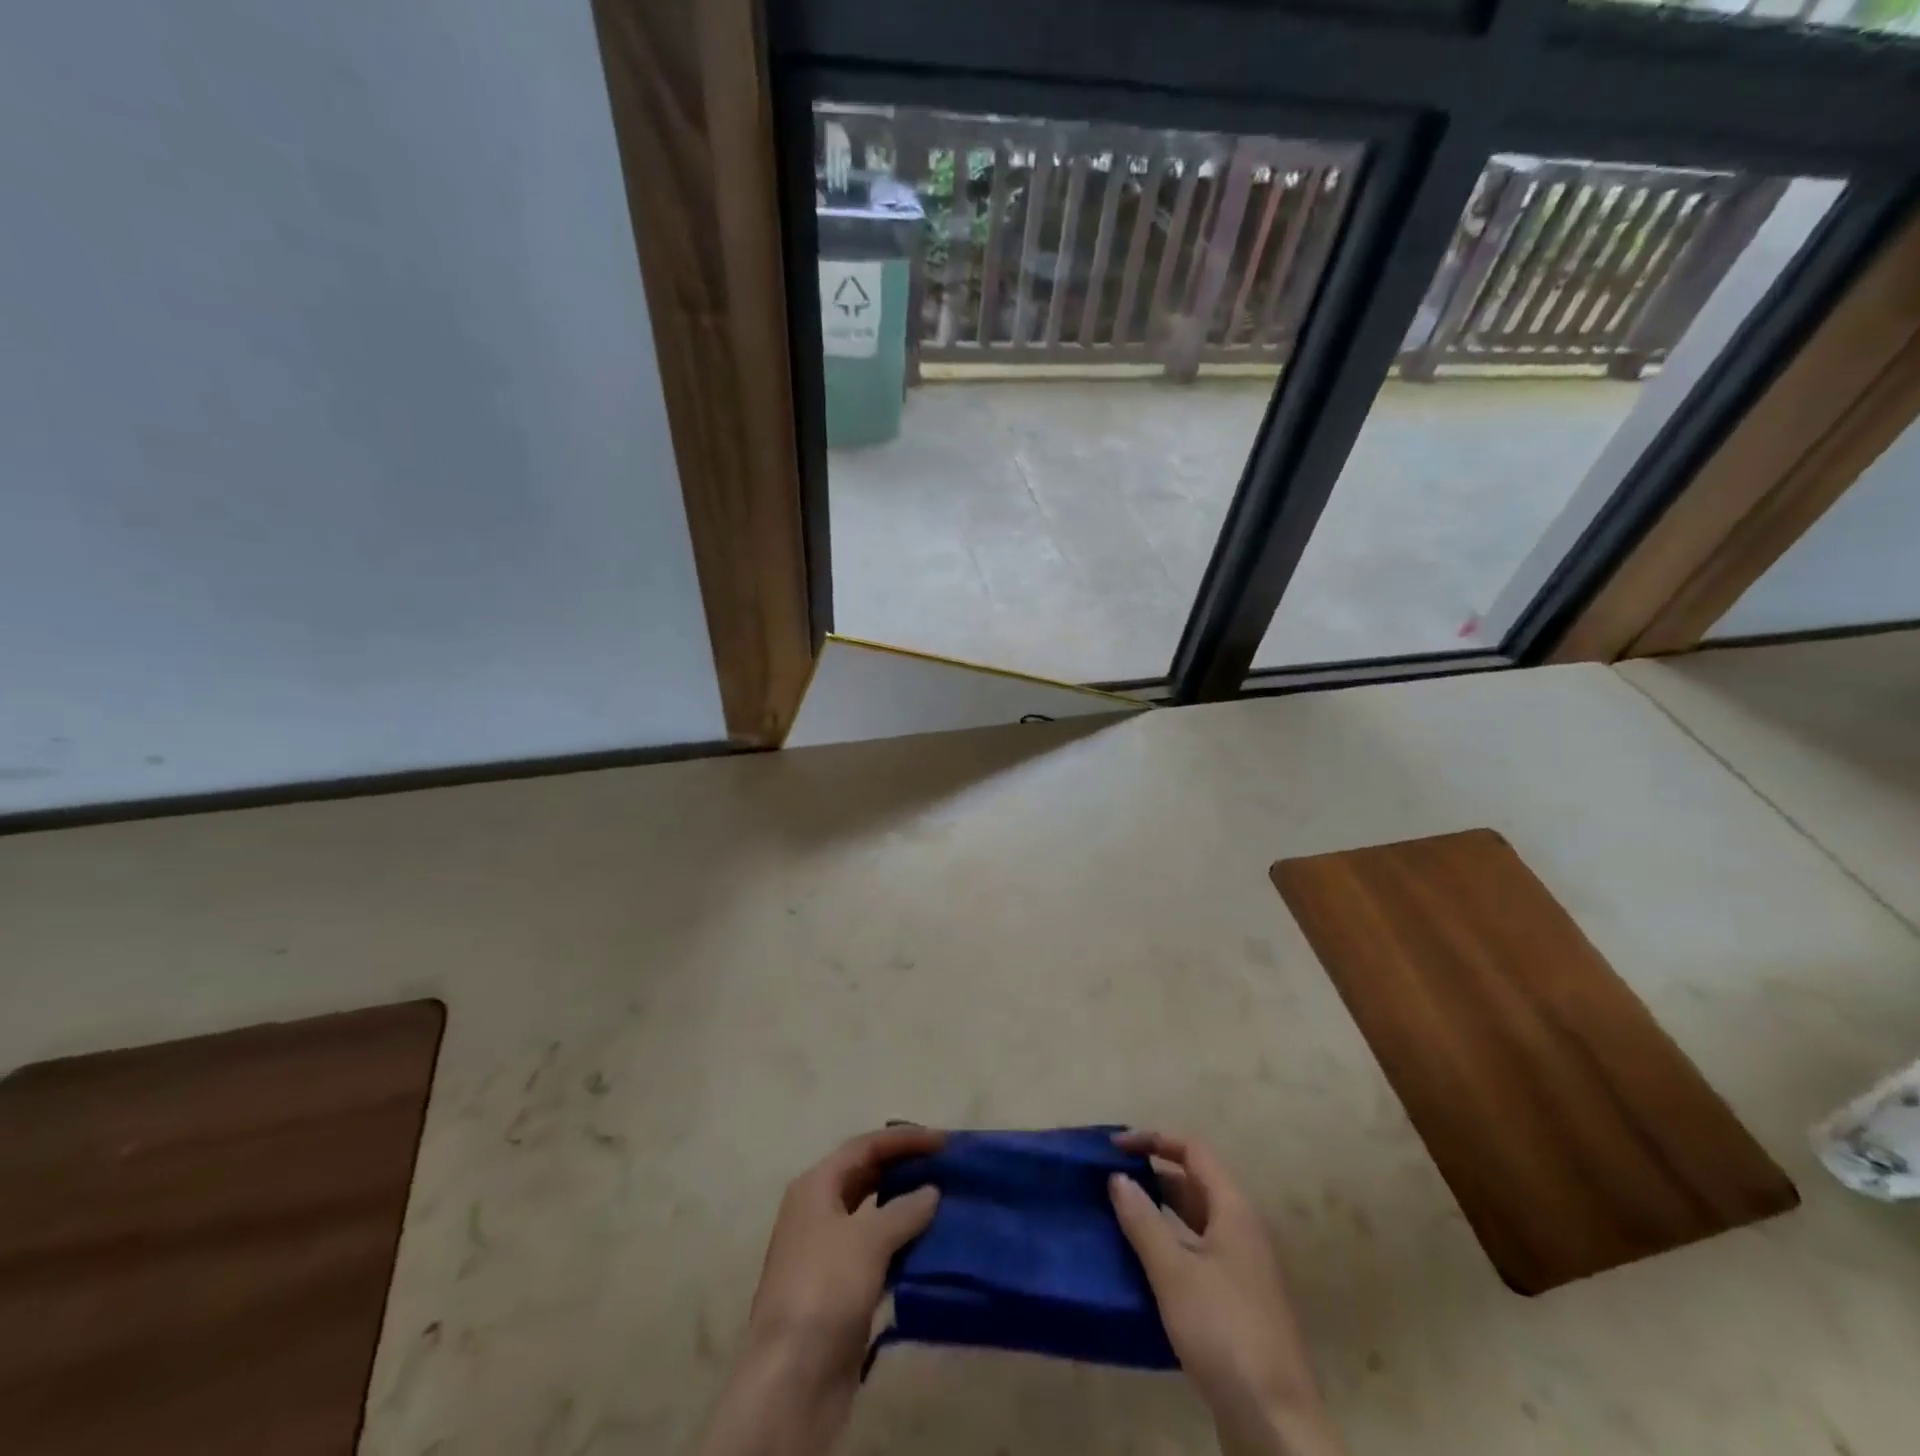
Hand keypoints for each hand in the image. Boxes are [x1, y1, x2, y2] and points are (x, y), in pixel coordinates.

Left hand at [697, 1127, 942, 1455]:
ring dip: (904, 1207)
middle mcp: (817, 1210)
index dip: (904, 1139)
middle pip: (865, 1175)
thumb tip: (931, 1191)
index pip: (865, 1146)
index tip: (942, 1141)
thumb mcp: (869, 1239)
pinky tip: (927, 1246)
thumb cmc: (826, 1288)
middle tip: (944, 1168)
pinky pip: (874, 1251)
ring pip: (871, 1215)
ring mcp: (826, 1251)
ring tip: (942, 1202)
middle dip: (904, 1169)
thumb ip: (904, 1209)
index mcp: (816, 1186)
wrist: (792, 1377)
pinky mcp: (839, 1288)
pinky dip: (899, 1244)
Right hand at [1110, 1132, 1343, 1455]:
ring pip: (1194, 1222)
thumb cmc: (1224, 1331)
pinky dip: (1168, 1247)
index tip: (1115, 1147)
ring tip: (1116, 1216)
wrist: (1276, 1423)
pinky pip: (1196, 1254)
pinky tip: (1140, 1264)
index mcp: (1233, 1210)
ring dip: (1158, 1212)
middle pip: (1194, 1183)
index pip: (1193, 1150)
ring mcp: (1241, 1269)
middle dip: (1152, 1175)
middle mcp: (1241, 1230)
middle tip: (1109, 1180)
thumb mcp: (1174, 1272)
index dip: (1154, 1139)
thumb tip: (1118, 1177)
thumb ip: (1143, 1220)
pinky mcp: (1235, 1303)